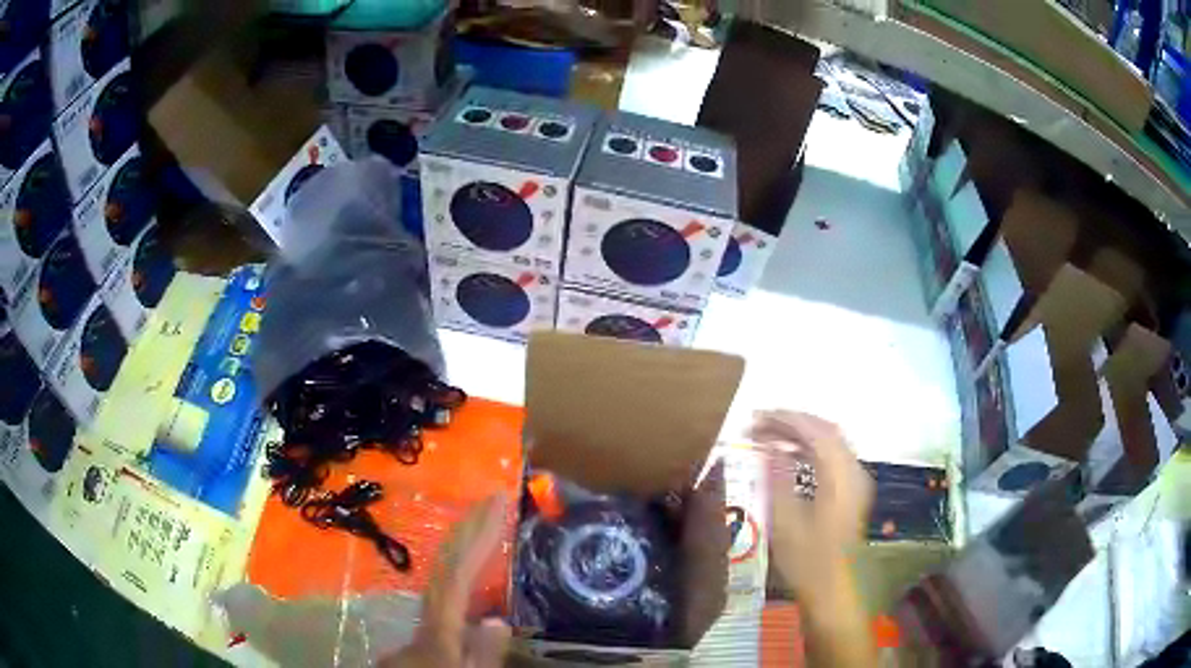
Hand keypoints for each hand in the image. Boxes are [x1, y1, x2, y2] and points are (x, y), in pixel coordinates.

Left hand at [379, 495, 510, 667]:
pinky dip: (461, 570)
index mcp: (437, 626)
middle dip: (468, 529)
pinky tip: (475, 572)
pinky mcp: (428, 631)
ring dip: (464, 546)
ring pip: (442, 575)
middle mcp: (426, 615)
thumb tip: (499, 620)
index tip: (497, 502)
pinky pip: (446, 591)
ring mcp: (424, 620)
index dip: (478, 536)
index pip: (457, 574)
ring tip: (488, 523)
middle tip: (492, 499)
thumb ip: (480, 655)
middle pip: (444, 565)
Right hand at [749, 410, 872, 602]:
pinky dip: (810, 448)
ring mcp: (856, 481)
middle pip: (826, 431)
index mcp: (841, 477)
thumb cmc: (807, 561)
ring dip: (800, 434)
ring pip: (830, 441)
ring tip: (767, 437)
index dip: (785, 419)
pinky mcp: (852, 491)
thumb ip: (777, 478)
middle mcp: (854, 471)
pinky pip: (832, 455)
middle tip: (758, 424)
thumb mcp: (786, 521)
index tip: (756, 417)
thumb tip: (767, 446)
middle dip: (792, 422)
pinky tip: (788, 456)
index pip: (816, 431)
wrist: (833, 591)